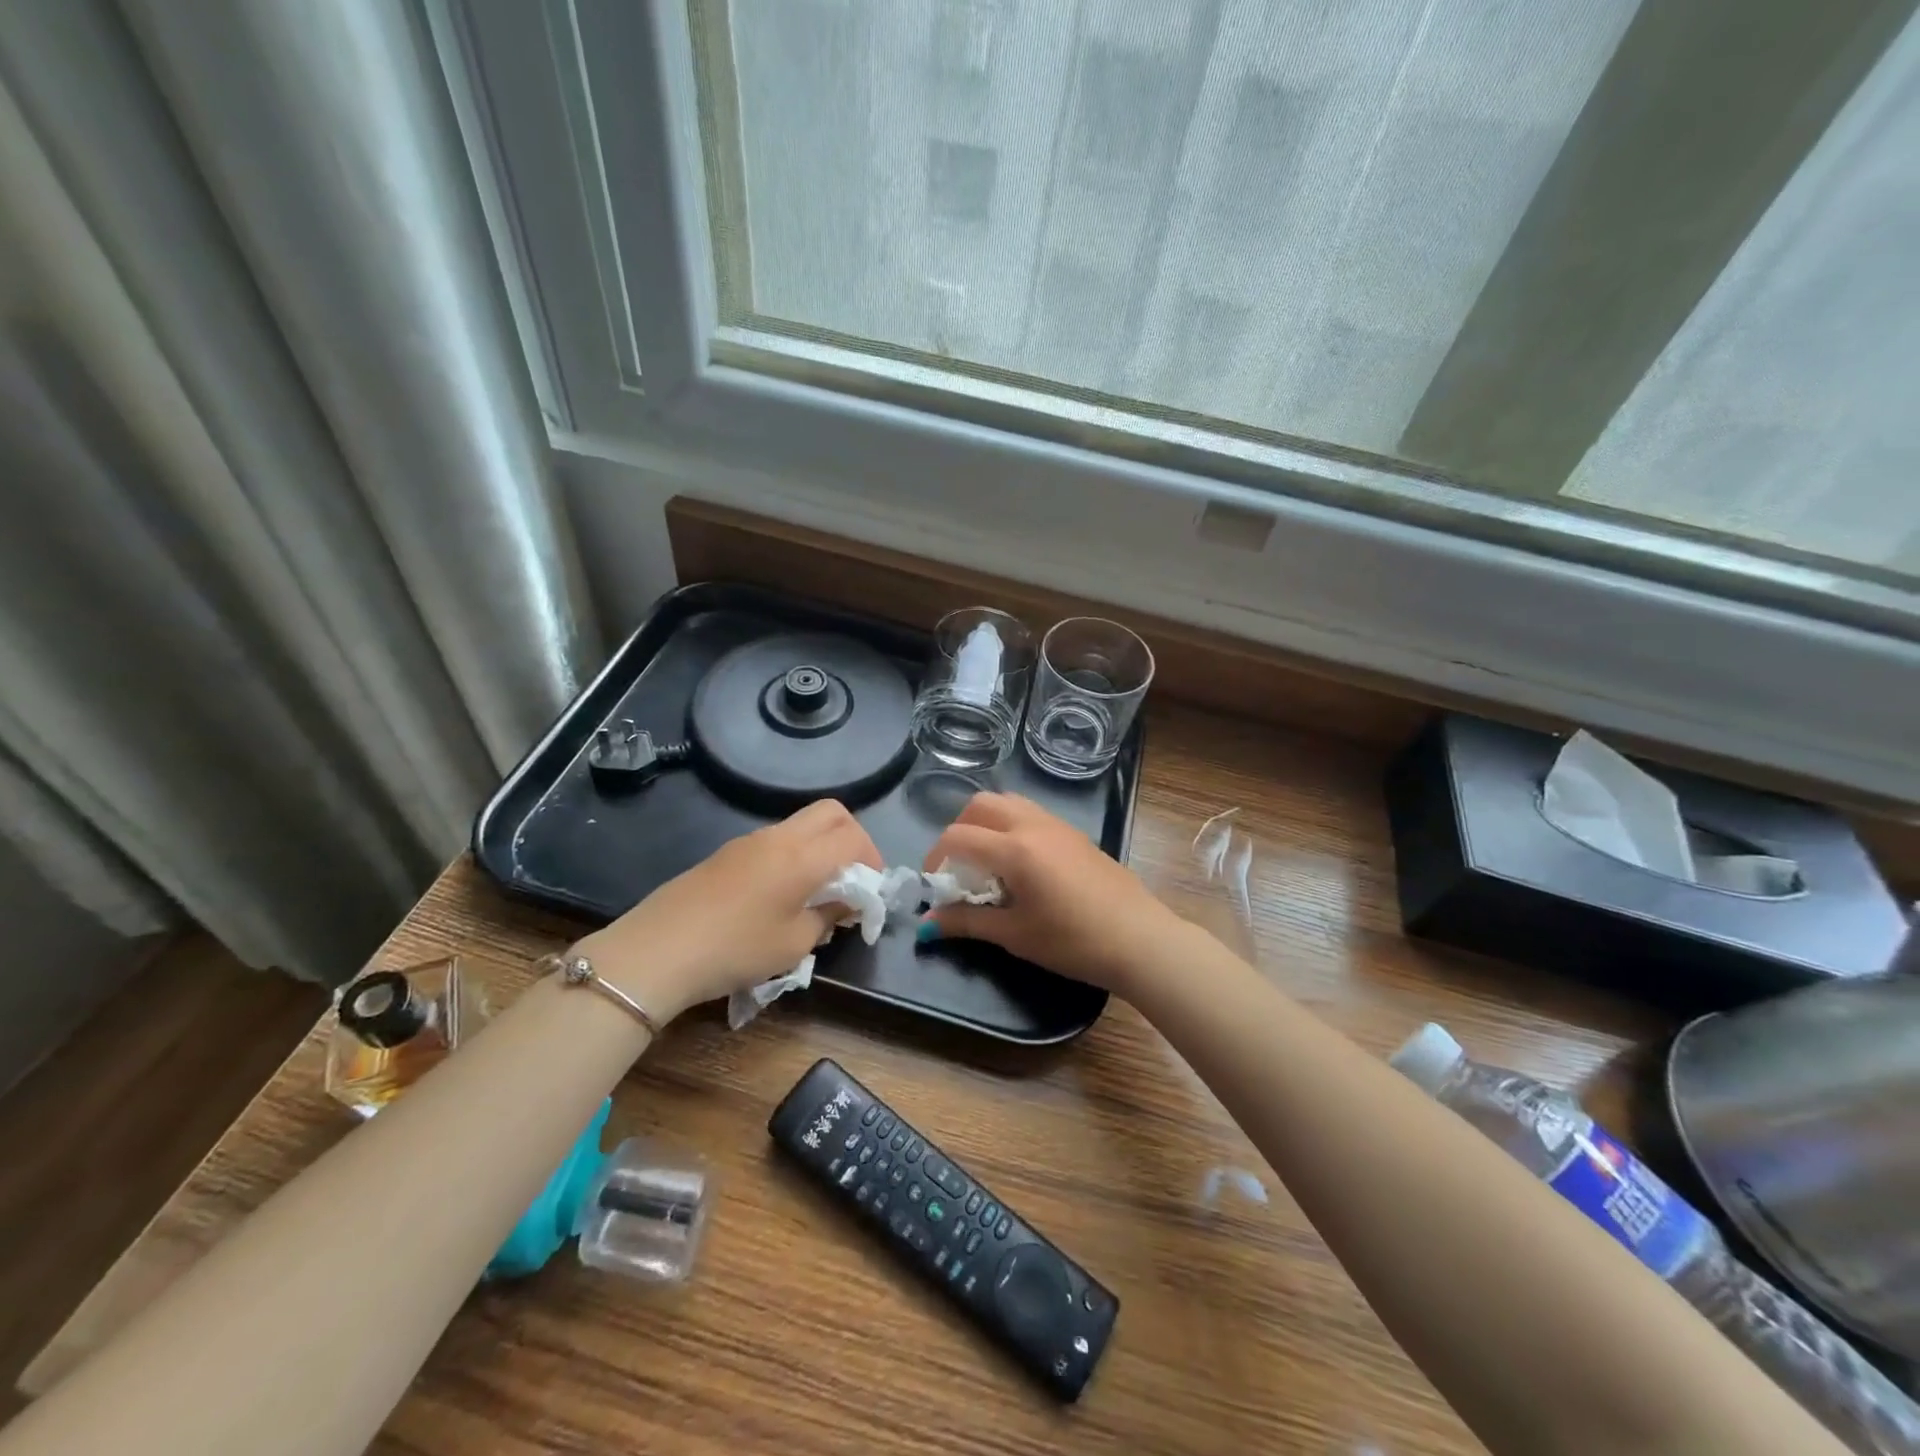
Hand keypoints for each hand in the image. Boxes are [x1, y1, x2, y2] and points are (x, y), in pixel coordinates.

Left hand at [574, 799, 881, 1022]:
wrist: (657, 951)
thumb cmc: (735, 949)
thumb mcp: (794, 944)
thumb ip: (827, 917)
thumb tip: (843, 903)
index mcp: (802, 857)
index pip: (853, 838)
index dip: (872, 860)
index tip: (870, 891)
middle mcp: (779, 837)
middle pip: (831, 813)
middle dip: (852, 838)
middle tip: (852, 877)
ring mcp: (749, 841)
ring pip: (801, 824)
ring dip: (821, 847)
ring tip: (817, 891)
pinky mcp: (726, 853)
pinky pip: (775, 841)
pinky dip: (794, 856)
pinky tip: (780, 896)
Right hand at [920, 792, 1188, 993]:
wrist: (1139, 940)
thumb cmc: (1073, 941)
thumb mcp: (1015, 935)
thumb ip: (967, 923)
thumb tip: (926, 925)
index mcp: (1015, 849)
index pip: (958, 836)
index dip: (936, 857)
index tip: (935, 885)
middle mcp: (1032, 825)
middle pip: (980, 805)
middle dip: (960, 829)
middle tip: (959, 864)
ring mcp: (1057, 825)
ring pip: (1008, 802)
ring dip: (986, 821)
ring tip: (987, 859)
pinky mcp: (1075, 833)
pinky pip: (1031, 813)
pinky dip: (1011, 825)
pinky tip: (1020, 862)